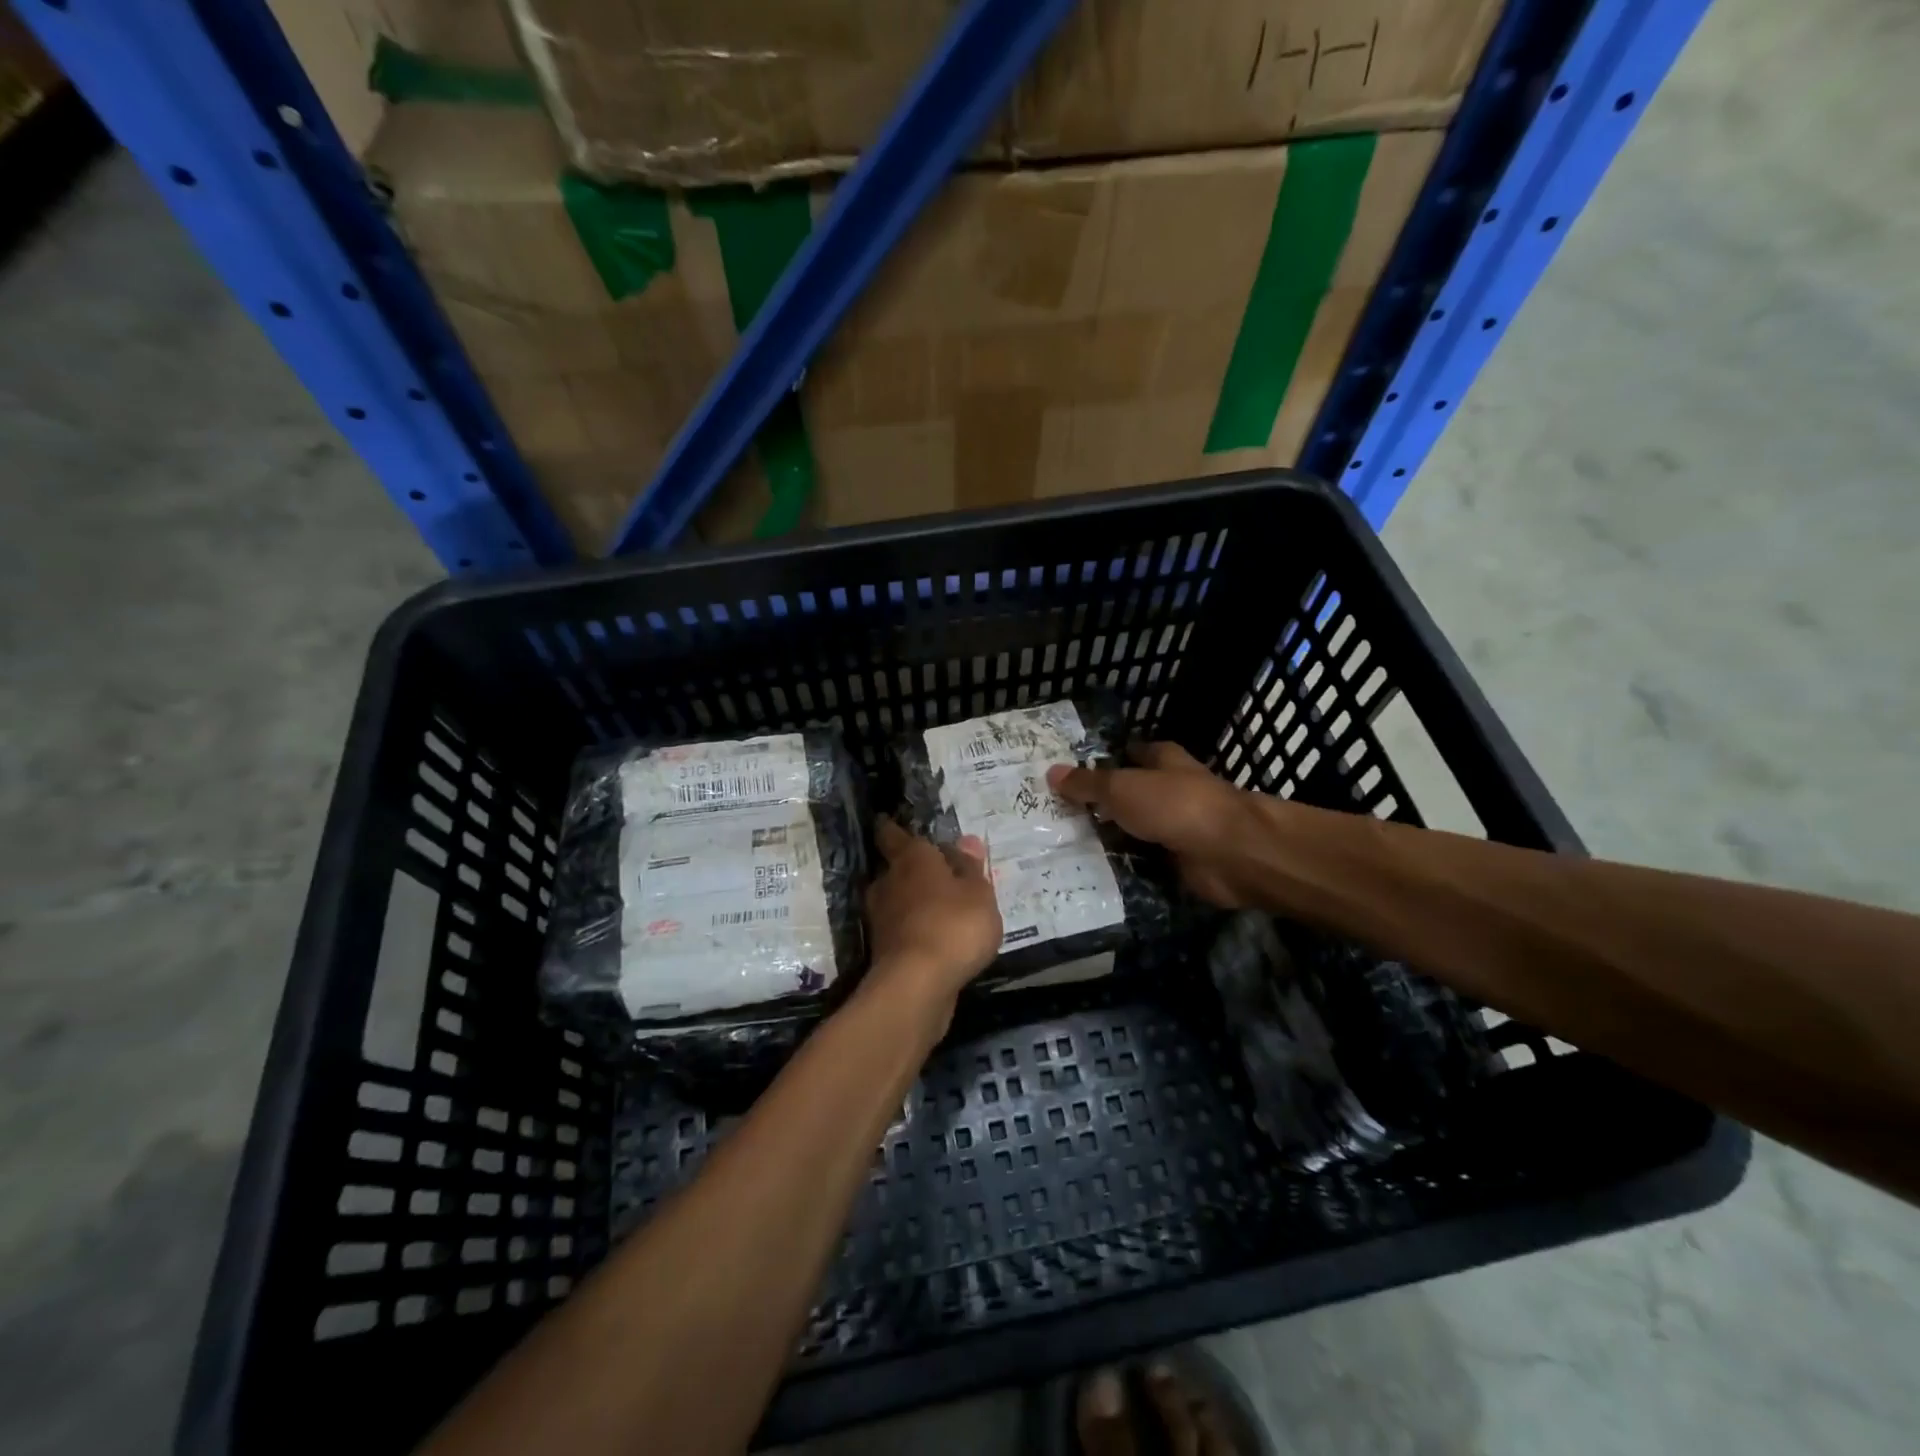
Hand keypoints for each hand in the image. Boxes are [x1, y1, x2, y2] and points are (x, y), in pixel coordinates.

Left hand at [863, 818, 1003, 1017]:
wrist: (917, 985)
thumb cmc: (953, 925)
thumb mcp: (978, 894)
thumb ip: (971, 869)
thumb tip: (965, 841)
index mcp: (911, 859)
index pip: (893, 834)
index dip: (891, 828)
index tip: (888, 821)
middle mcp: (889, 883)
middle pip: (895, 868)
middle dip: (911, 869)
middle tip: (935, 870)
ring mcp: (882, 918)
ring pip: (897, 900)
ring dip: (913, 901)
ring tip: (940, 905)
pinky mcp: (884, 950)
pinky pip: (902, 928)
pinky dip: (915, 928)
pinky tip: (935, 936)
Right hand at [1047, 742, 1259, 907]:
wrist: (1230, 854)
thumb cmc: (1176, 805)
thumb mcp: (1123, 788)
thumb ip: (1088, 783)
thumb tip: (1051, 772)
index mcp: (1164, 761)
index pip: (1132, 753)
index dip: (1106, 759)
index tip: (1071, 772)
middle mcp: (1172, 791)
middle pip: (1131, 794)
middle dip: (1101, 803)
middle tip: (1055, 814)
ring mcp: (1178, 828)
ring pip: (1135, 830)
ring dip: (1110, 838)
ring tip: (1062, 846)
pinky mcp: (1180, 862)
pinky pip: (1143, 862)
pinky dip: (1123, 866)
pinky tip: (1090, 873)